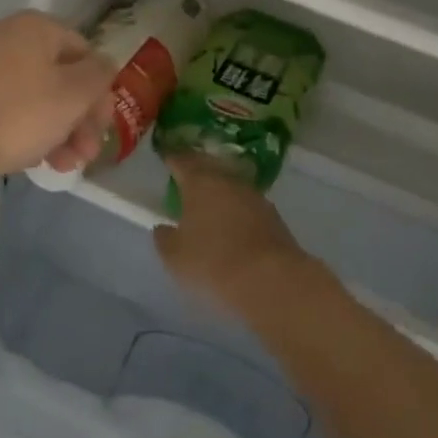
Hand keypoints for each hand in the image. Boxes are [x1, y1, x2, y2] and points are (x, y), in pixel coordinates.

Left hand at [0, 12, 112, 180]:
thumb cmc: (12, 113)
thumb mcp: (72, 95)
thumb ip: (99, 77)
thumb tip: (103, 66)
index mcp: (38, 29)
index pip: (86, 54)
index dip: (101, 93)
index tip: (102, 130)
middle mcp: (9, 37)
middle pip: (60, 78)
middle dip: (79, 120)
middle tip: (85, 156)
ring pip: (34, 97)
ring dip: (56, 131)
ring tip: (61, 168)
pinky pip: (5, 109)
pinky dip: (23, 131)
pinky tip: (27, 160)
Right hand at [152, 154, 315, 315]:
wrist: (270, 279)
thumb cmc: (212, 262)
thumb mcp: (175, 256)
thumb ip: (164, 238)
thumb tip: (163, 228)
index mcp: (200, 183)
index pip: (182, 161)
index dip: (172, 158)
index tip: (166, 157)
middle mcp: (228, 181)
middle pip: (210, 168)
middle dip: (197, 170)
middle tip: (185, 176)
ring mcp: (255, 197)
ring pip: (231, 187)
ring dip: (220, 192)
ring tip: (208, 203)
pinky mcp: (273, 217)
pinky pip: (247, 206)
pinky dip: (236, 211)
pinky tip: (232, 225)